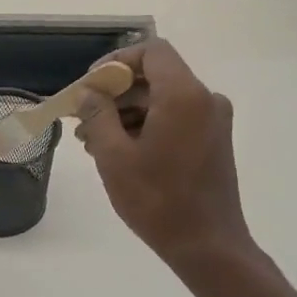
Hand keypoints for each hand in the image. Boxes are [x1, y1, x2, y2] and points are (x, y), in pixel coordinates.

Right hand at [76, 38, 255, 268]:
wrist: (207, 245)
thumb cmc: (157, 200)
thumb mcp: (114, 157)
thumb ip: (98, 116)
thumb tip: (88, 93)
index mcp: (183, 95)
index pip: (151, 51)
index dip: (116, 61)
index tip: (89, 86)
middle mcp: (205, 99)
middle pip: (156, 76)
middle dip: (116, 92)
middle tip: (82, 118)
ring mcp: (213, 121)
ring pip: (163, 99)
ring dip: (127, 112)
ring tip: (93, 142)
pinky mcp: (213, 141)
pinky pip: (176, 118)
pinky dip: (147, 126)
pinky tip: (120, 151)